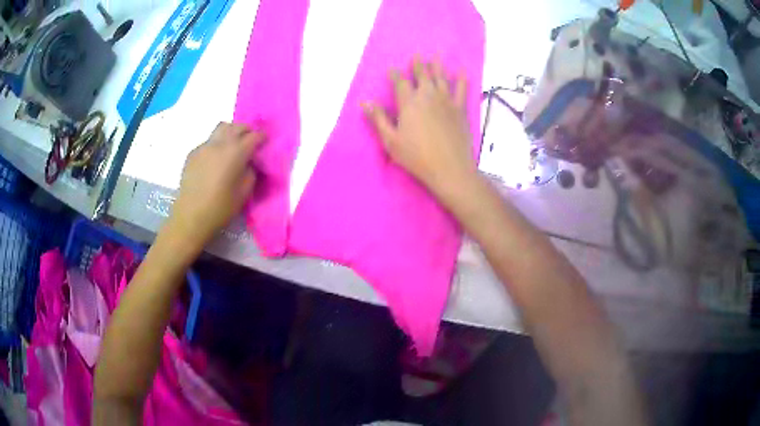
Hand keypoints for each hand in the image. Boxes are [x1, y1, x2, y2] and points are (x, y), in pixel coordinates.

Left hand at [167, 122, 264, 250]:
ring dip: (231, 133)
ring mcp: (204, 146)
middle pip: (237, 126)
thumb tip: (249, 162)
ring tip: (233, 146)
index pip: (254, 136)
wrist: (190, 216)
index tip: (266, 142)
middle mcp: (219, 143)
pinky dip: (217, 145)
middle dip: (247, 131)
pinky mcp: (193, 154)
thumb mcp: (244, 192)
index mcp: (235, 152)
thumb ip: (251, 172)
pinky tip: (216, 160)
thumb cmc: (220, 208)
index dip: (262, 137)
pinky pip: (209, 142)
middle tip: (251, 142)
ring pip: (221, 129)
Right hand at [364, 57, 476, 206]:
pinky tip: (462, 71)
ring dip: (437, 66)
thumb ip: (378, 119)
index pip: (400, 83)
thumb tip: (364, 102)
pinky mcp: (460, 109)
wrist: (449, 168)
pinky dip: (462, 79)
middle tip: (417, 55)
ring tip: (436, 55)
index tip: (392, 69)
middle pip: (422, 76)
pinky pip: (462, 89)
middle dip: (418, 64)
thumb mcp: (391, 141)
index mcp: (408, 103)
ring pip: (441, 78)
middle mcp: (427, 96)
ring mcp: (446, 101)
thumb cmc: (416, 157)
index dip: (395, 75)